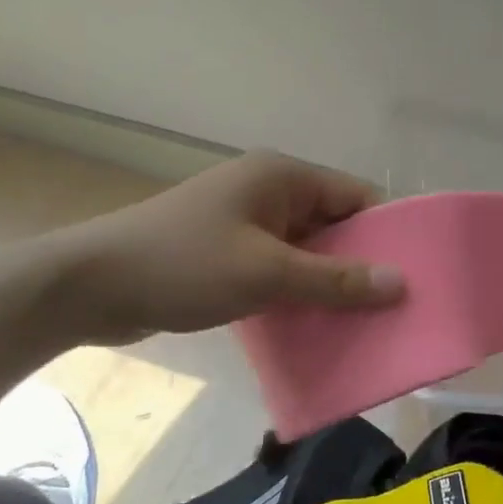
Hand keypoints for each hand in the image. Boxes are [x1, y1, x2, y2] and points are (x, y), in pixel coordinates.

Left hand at [43, 152, 404, 343]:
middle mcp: (268, 191)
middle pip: (333, 225)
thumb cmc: (184, 265)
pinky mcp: (226, 252)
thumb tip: (401, 283)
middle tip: (394, 308)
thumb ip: (337, 279)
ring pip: (306, 251)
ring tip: (363, 324)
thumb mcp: (268, 274)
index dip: (387, 232)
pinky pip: (278, 268)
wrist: (88, 286)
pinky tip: (315, 327)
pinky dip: (297, 292)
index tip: (414, 275)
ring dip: (328, 283)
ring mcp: (245, 222)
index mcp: (282, 177)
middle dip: (360, 264)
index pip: (356, 196)